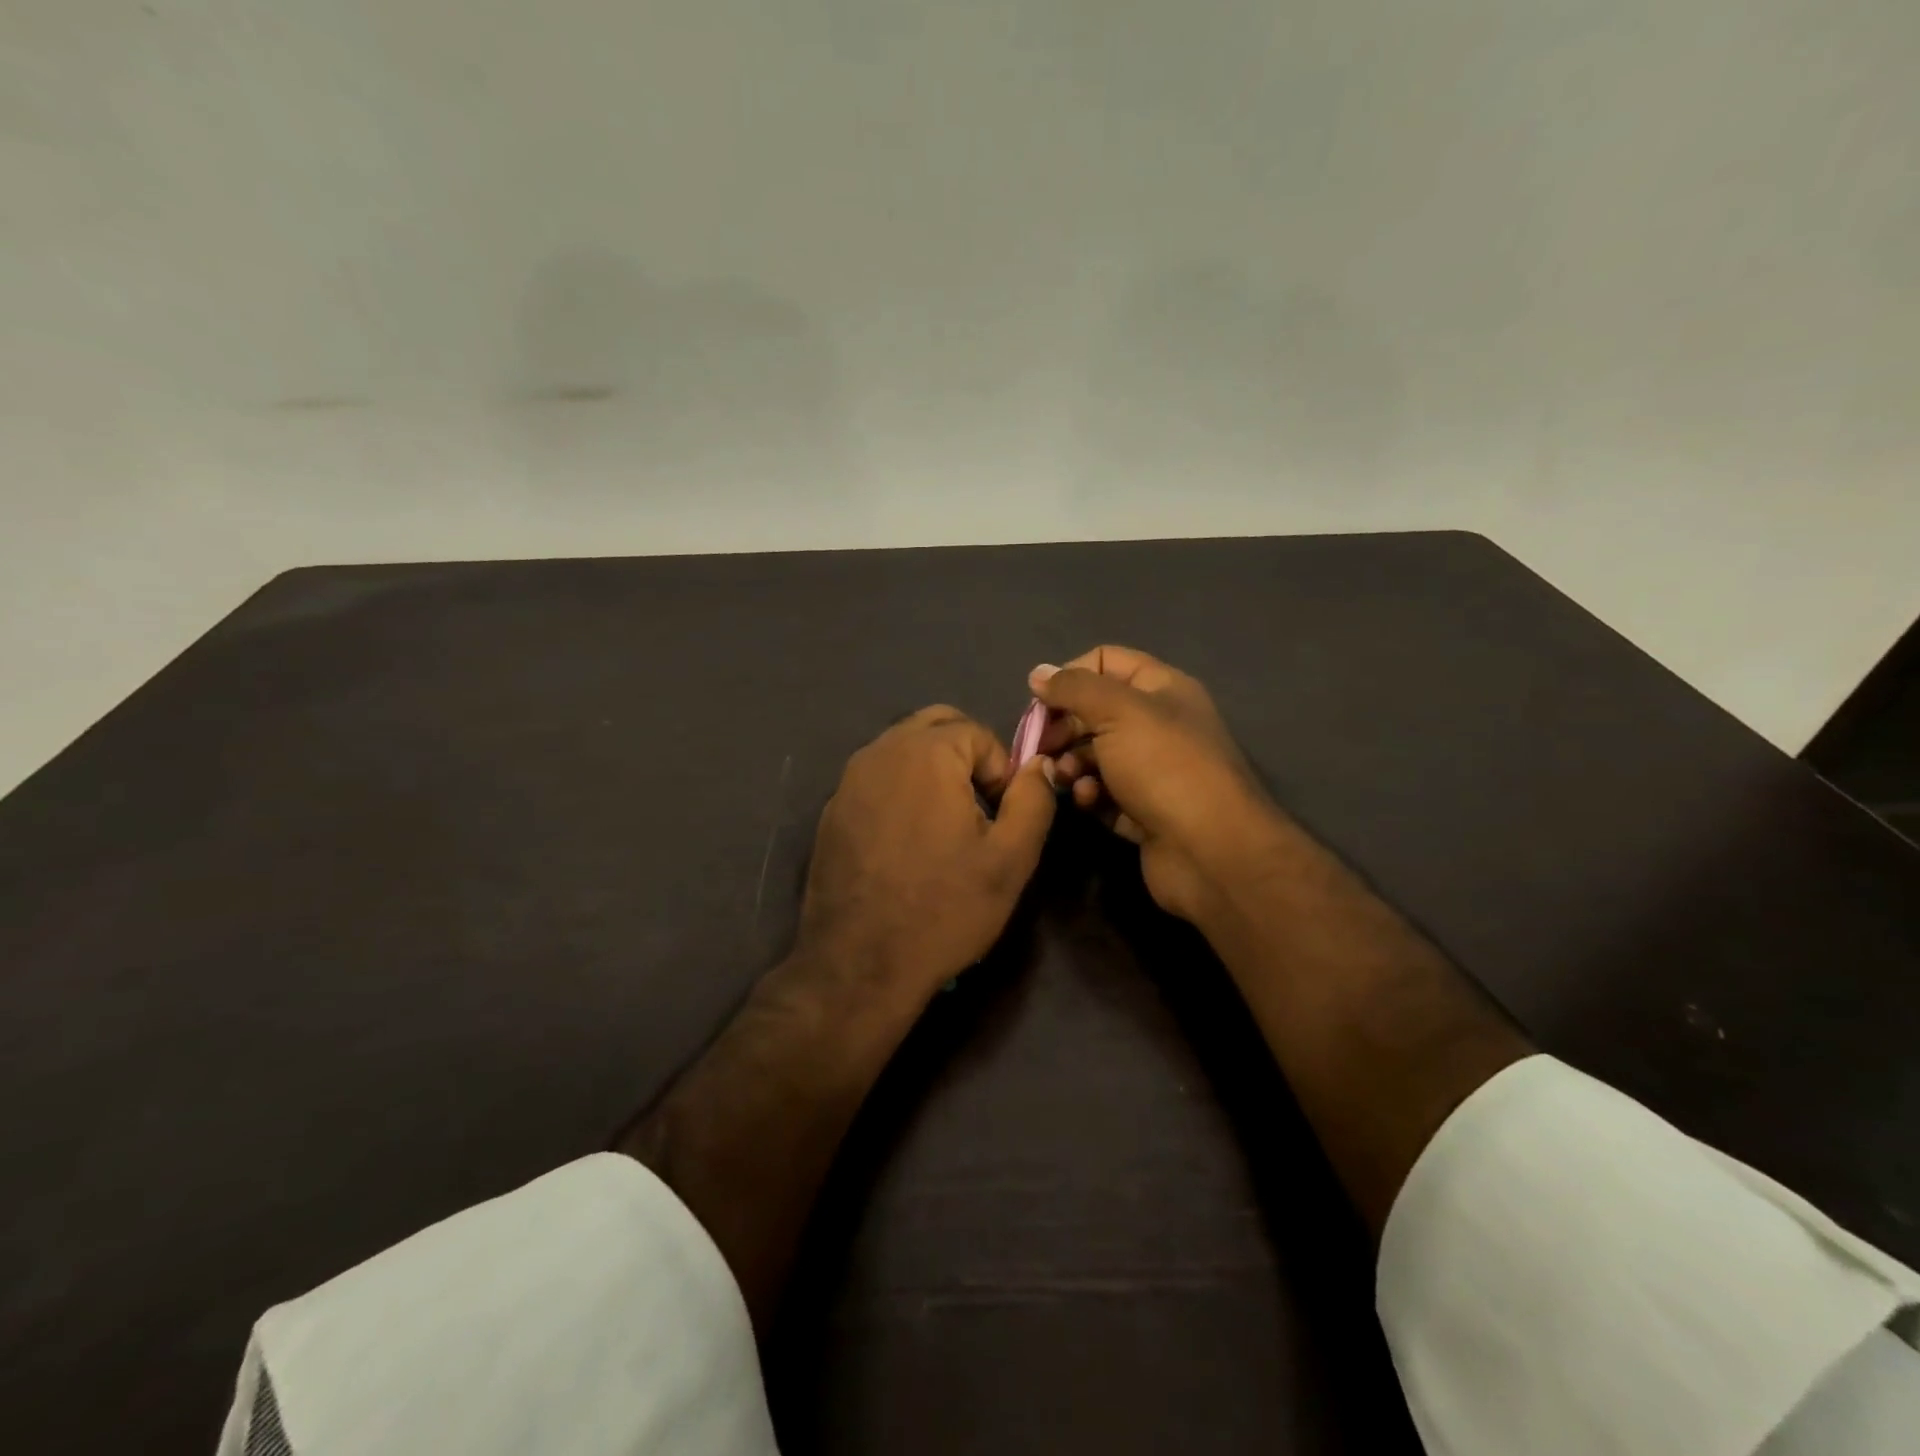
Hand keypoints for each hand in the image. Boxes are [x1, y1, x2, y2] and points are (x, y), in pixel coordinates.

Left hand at [795, 705, 1057, 1001]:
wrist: (860, 964)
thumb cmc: (945, 908)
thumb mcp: (1010, 858)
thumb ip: (1033, 799)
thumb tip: (1038, 763)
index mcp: (927, 753)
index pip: (978, 732)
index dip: (1001, 770)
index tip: (1001, 816)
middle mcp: (881, 751)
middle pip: (936, 725)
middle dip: (966, 754)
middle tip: (978, 807)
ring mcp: (849, 780)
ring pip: (903, 749)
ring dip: (932, 769)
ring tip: (945, 825)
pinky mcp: (831, 809)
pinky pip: (877, 778)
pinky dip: (900, 790)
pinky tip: (906, 842)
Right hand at [1031, 647, 1285, 922]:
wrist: (1210, 850)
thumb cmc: (1164, 766)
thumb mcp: (1117, 711)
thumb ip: (1074, 687)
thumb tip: (1038, 672)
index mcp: (1161, 689)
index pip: (1105, 661)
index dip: (1069, 675)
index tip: (1041, 703)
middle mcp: (1158, 724)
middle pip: (1095, 711)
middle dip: (1064, 727)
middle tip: (1042, 746)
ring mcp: (1151, 770)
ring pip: (1095, 755)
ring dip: (1072, 764)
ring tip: (1065, 778)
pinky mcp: (1143, 811)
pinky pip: (1104, 794)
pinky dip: (1091, 795)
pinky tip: (1088, 802)